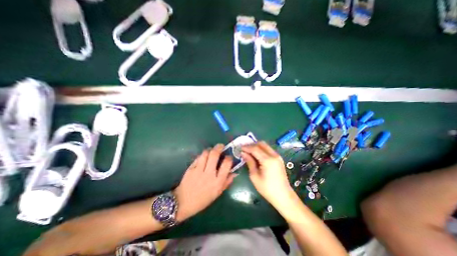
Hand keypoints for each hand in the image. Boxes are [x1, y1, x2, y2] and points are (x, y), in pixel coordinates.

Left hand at [173, 144, 233, 221]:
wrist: (183, 202)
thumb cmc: (203, 199)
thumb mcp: (217, 193)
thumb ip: (227, 182)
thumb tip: (234, 172)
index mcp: (217, 182)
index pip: (226, 164)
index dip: (229, 158)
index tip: (229, 156)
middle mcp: (209, 174)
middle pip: (215, 155)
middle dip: (219, 147)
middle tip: (221, 146)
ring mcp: (199, 170)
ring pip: (205, 153)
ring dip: (210, 149)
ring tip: (212, 150)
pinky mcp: (191, 168)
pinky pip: (198, 158)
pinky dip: (202, 155)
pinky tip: (204, 156)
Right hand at [241, 141, 294, 206]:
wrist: (283, 196)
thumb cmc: (267, 188)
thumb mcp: (254, 176)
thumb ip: (249, 162)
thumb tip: (243, 153)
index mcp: (268, 160)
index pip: (255, 148)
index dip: (246, 147)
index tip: (240, 148)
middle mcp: (274, 155)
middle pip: (261, 144)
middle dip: (252, 144)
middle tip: (244, 148)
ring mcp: (277, 156)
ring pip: (265, 146)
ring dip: (257, 146)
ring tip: (249, 151)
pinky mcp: (279, 159)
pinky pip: (268, 150)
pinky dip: (261, 149)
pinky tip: (256, 154)